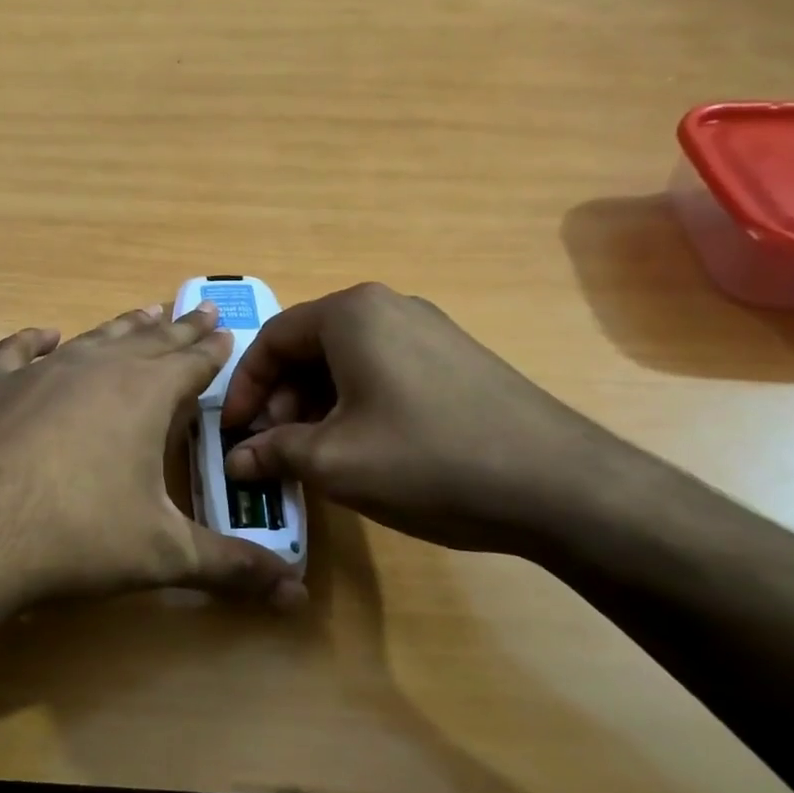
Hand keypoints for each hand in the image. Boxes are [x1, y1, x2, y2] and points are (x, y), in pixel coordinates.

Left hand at [0, 302, 306, 615]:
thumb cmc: (75, 537)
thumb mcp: (161, 554)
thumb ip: (230, 567)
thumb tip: (296, 593)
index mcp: (143, 395)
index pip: (192, 362)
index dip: (213, 348)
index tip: (226, 328)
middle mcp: (95, 369)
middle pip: (149, 340)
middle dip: (178, 328)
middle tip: (199, 308)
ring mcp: (39, 372)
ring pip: (94, 338)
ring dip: (123, 326)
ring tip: (145, 312)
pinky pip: (19, 350)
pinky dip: (37, 339)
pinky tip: (46, 335)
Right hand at [220, 283, 635, 554]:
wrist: (560, 485)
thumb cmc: (428, 460)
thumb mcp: (335, 462)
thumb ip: (274, 453)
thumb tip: (236, 461)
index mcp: (351, 314)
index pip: (272, 339)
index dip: (245, 388)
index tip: (234, 432)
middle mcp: (388, 306)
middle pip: (309, 346)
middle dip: (282, 398)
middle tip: (277, 447)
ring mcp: (428, 329)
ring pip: (346, 360)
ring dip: (317, 403)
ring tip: (317, 453)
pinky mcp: (456, 357)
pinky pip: (383, 369)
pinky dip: (356, 402)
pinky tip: (365, 447)